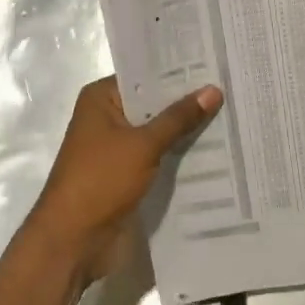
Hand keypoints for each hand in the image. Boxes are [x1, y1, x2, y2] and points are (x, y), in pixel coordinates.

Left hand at [27, 77, 222, 283]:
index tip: (215, 64)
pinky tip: (214, 148)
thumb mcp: (143, 144)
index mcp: (101, 98)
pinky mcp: (126, 172)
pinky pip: (157, 154)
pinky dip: (178, 152)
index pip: (145, 74)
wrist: (73, 240)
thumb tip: (213, 90)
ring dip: (185, 129)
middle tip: (231, 87)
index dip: (179, 71)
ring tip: (231, 113)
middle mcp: (107, 116)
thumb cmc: (101, 180)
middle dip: (187, 100)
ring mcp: (116, 146)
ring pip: (158, 130)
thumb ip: (179, 118)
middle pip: (153, 102)